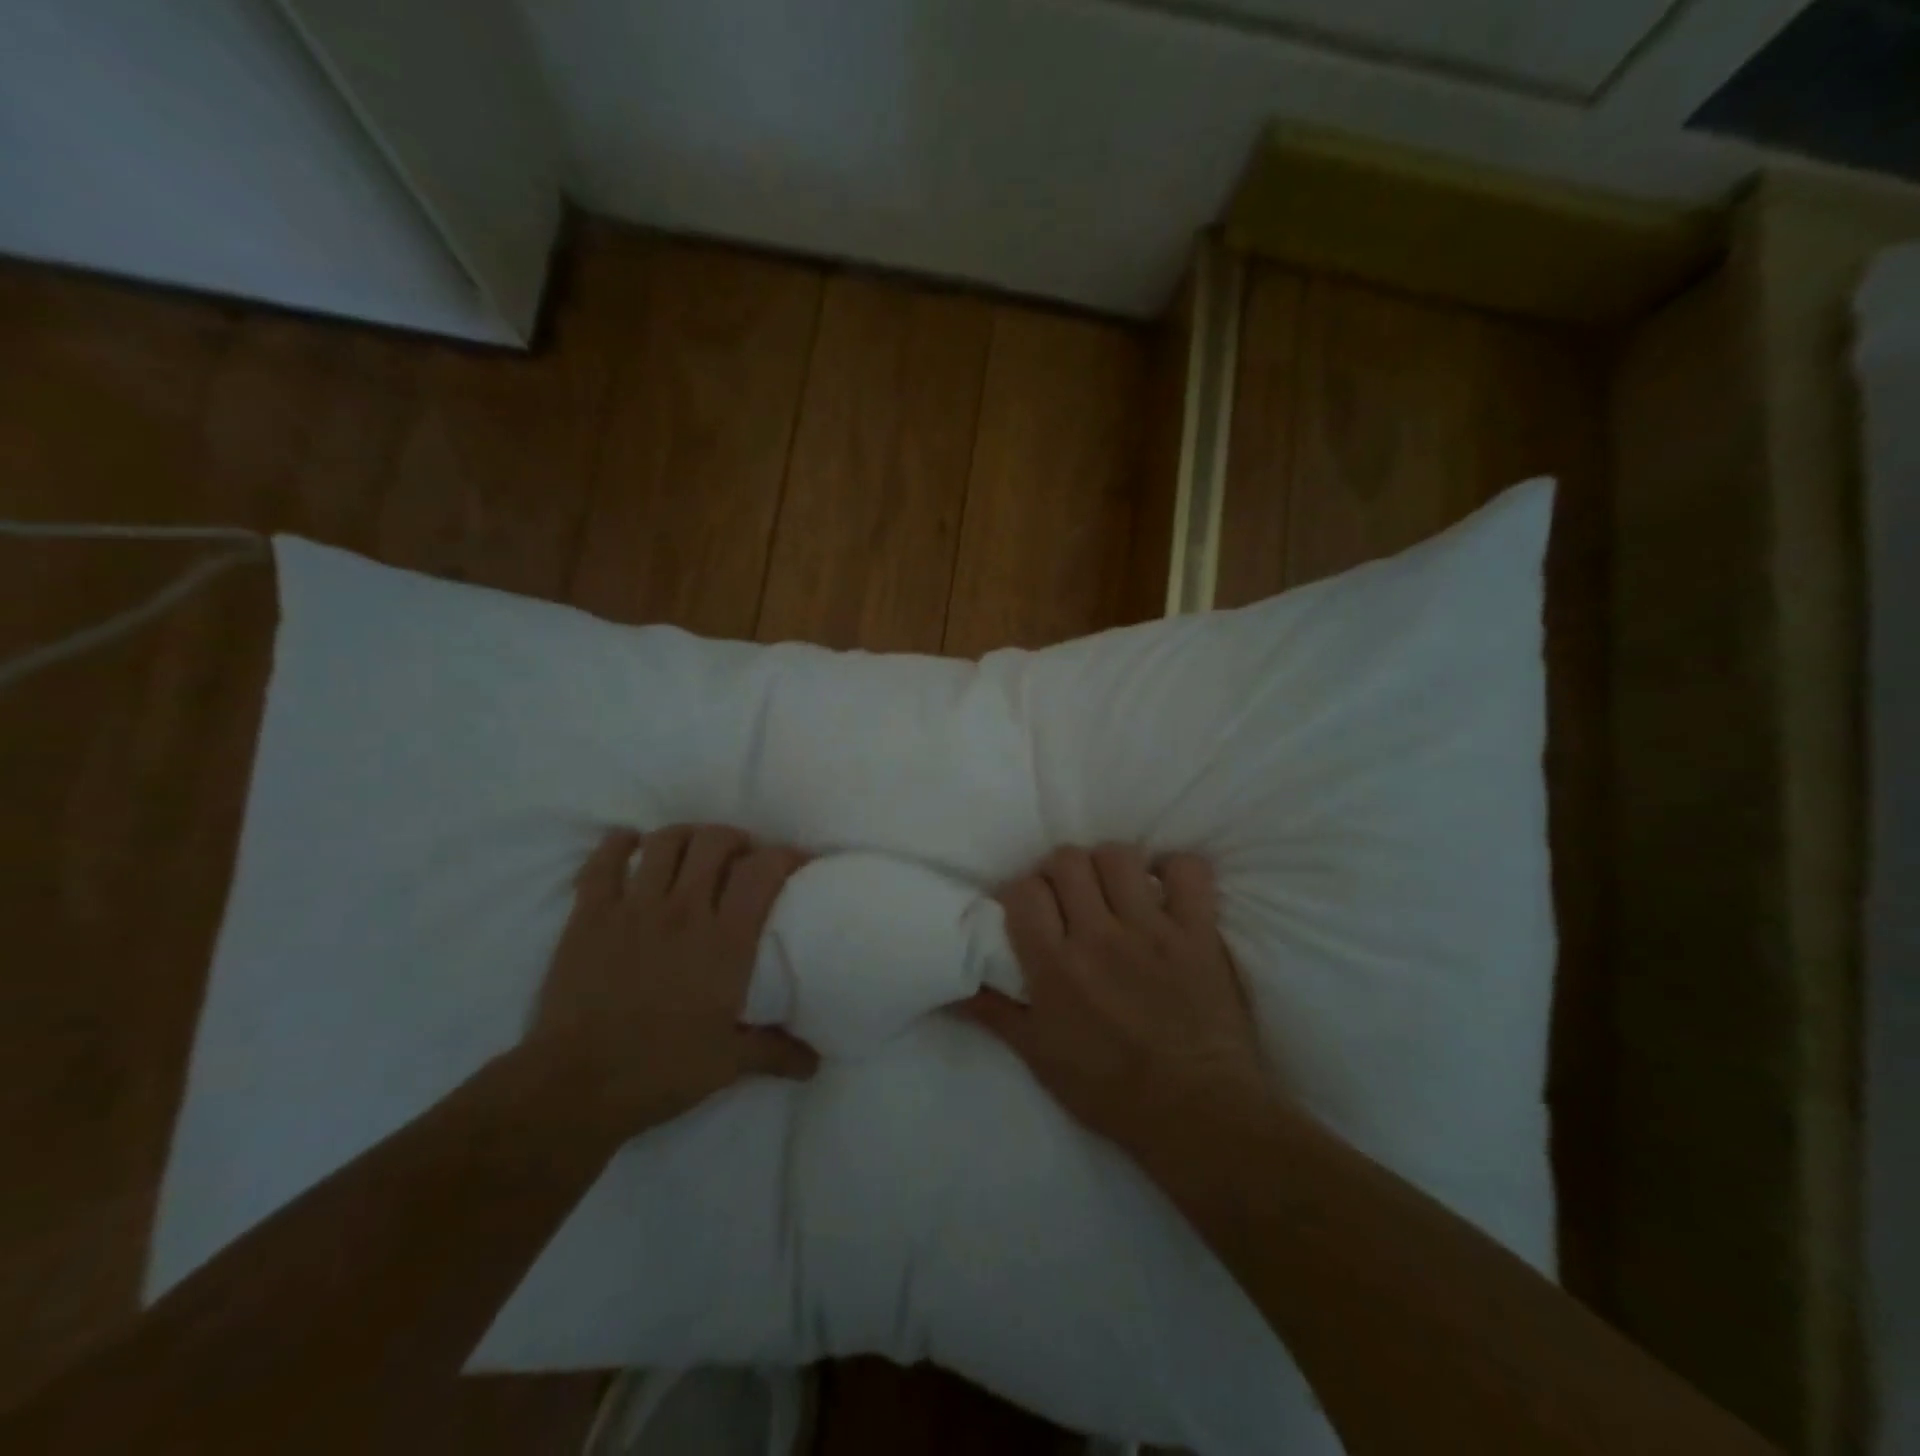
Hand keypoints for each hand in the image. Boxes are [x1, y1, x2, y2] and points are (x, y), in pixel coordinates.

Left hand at [526, 825, 818, 1137]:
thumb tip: (815, 1063)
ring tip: (691, 852)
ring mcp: (634, 908)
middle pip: (715, 841)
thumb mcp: (728, 1063)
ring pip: (665, 841)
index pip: (762, 872)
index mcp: (725, 941)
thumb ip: (775, 1052)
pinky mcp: (590, 914)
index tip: (795, 860)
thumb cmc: (659, 1071)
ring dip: (685, 837)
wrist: (574, 1086)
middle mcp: (684, 911)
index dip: (784, 855)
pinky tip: (629, 846)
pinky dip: (620, 844)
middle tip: (739, 858)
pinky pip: (605, 860)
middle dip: (734, 839)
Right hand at [957, 845, 1267, 1147]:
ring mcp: (1153, 930)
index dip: (1022, 892)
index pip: (1024, 891)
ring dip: (1110, 866)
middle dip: (1061, 871)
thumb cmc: (1110, 1091)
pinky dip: (1176, 869)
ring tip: (1115, 889)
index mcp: (1055, 967)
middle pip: (1067, 860)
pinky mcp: (1198, 932)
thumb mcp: (1039, 1058)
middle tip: (1070, 895)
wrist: (1196, 1114)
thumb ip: (994, 1012)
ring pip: (1118, 856)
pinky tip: (1166, 887)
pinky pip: (1188, 870)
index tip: (1030, 908)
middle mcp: (1099, 938)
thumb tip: (954, 983)